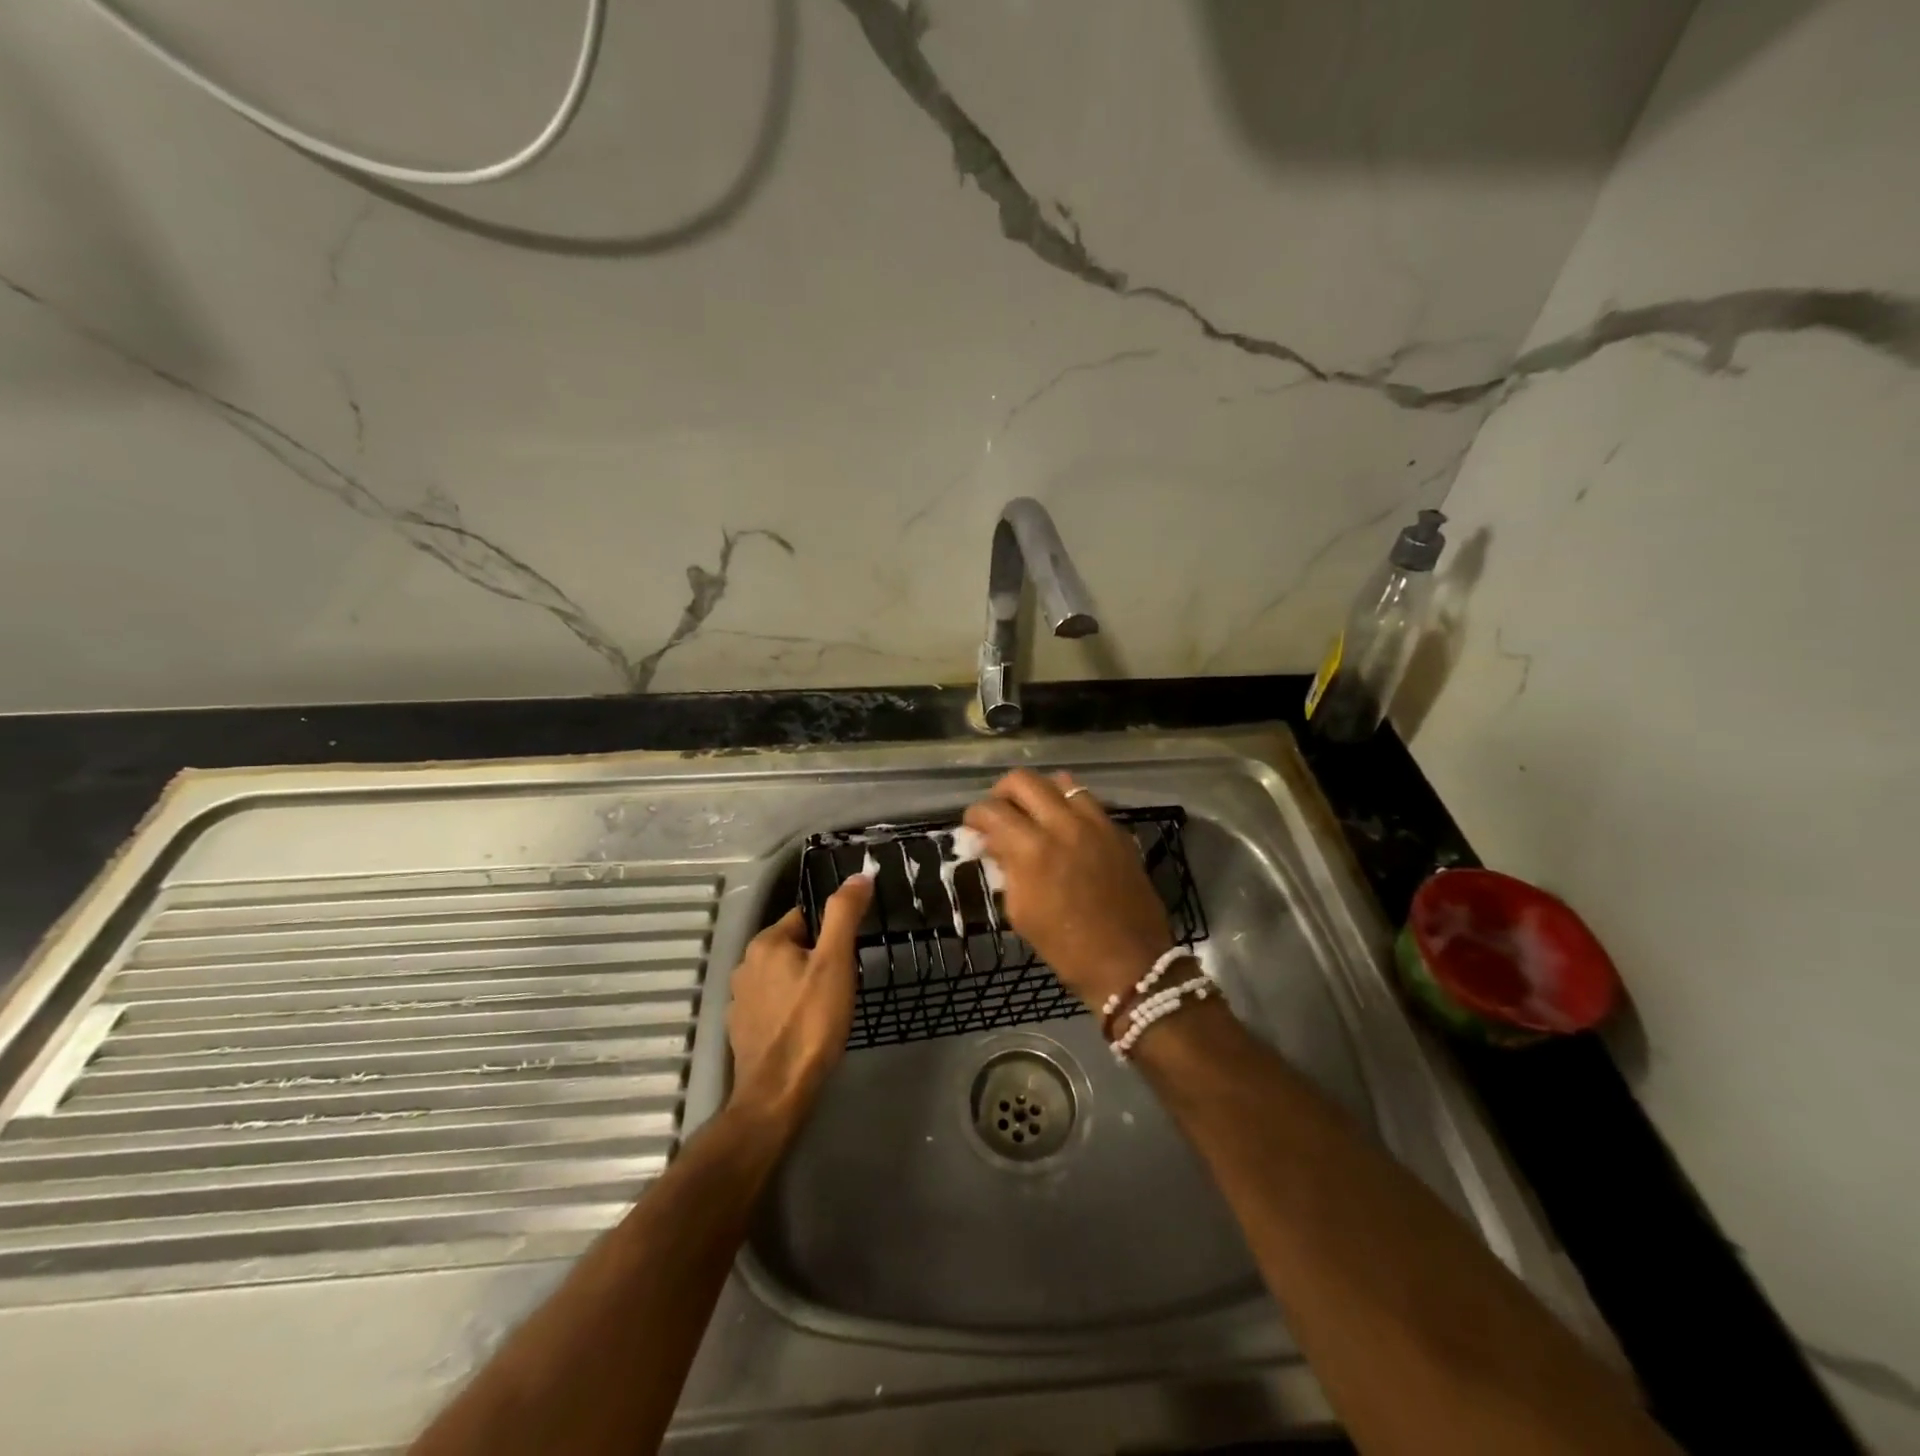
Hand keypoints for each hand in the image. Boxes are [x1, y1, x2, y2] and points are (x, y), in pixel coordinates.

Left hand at [727, 877, 872, 1122]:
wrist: (777, 1093)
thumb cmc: (811, 1022)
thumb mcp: (836, 962)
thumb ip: (844, 914)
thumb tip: (858, 875)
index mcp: (766, 943)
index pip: (805, 917)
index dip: (831, 933)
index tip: (848, 956)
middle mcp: (745, 964)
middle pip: (793, 946)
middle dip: (818, 959)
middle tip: (842, 984)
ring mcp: (740, 1000)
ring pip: (782, 977)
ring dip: (802, 984)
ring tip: (827, 1007)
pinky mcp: (741, 1029)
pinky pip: (772, 1005)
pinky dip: (788, 1009)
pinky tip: (805, 1028)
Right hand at [962, 769, 1172, 1011]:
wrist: (1129, 963)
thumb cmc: (1065, 946)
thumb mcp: (1020, 911)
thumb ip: (1005, 868)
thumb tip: (994, 843)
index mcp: (1033, 849)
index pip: (992, 810)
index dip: (975, 815)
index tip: (973, 826)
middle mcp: (1064, 825)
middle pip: (1023, 780)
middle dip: (1002, 792)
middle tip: (999, 813)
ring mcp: (1096, 823)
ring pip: (1061, 781)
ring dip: (1040, 793)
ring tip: (1034, 814)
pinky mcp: (1118, 831)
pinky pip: (1089, 801)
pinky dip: (1069, 806)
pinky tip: (1065, 829)